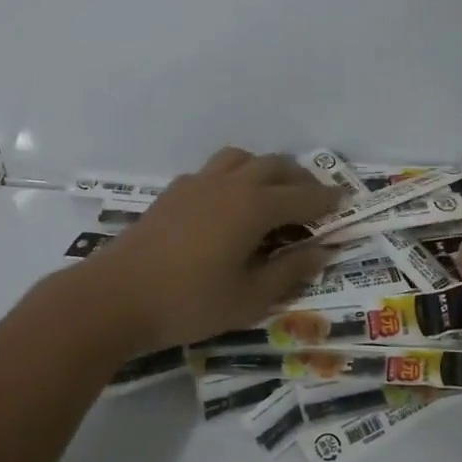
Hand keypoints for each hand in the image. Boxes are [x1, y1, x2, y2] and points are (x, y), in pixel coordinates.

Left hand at [80, 148, 337, 352]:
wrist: (116, 296)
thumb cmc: (189, 302)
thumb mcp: (249, 298)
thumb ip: (290, 271)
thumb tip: (323, 251)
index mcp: (254, 206)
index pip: (303, 196)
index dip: (328, 200)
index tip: (346, 202)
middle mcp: (230, 183)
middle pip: (275, 166)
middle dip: (301, 180)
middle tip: (315, 200)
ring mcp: (198, 183)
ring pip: (243, 159)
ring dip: (266, 170)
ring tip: (273, 194)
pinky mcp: (174, 192)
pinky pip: (215, 170)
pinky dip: (235, 177)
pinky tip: (229, 204)